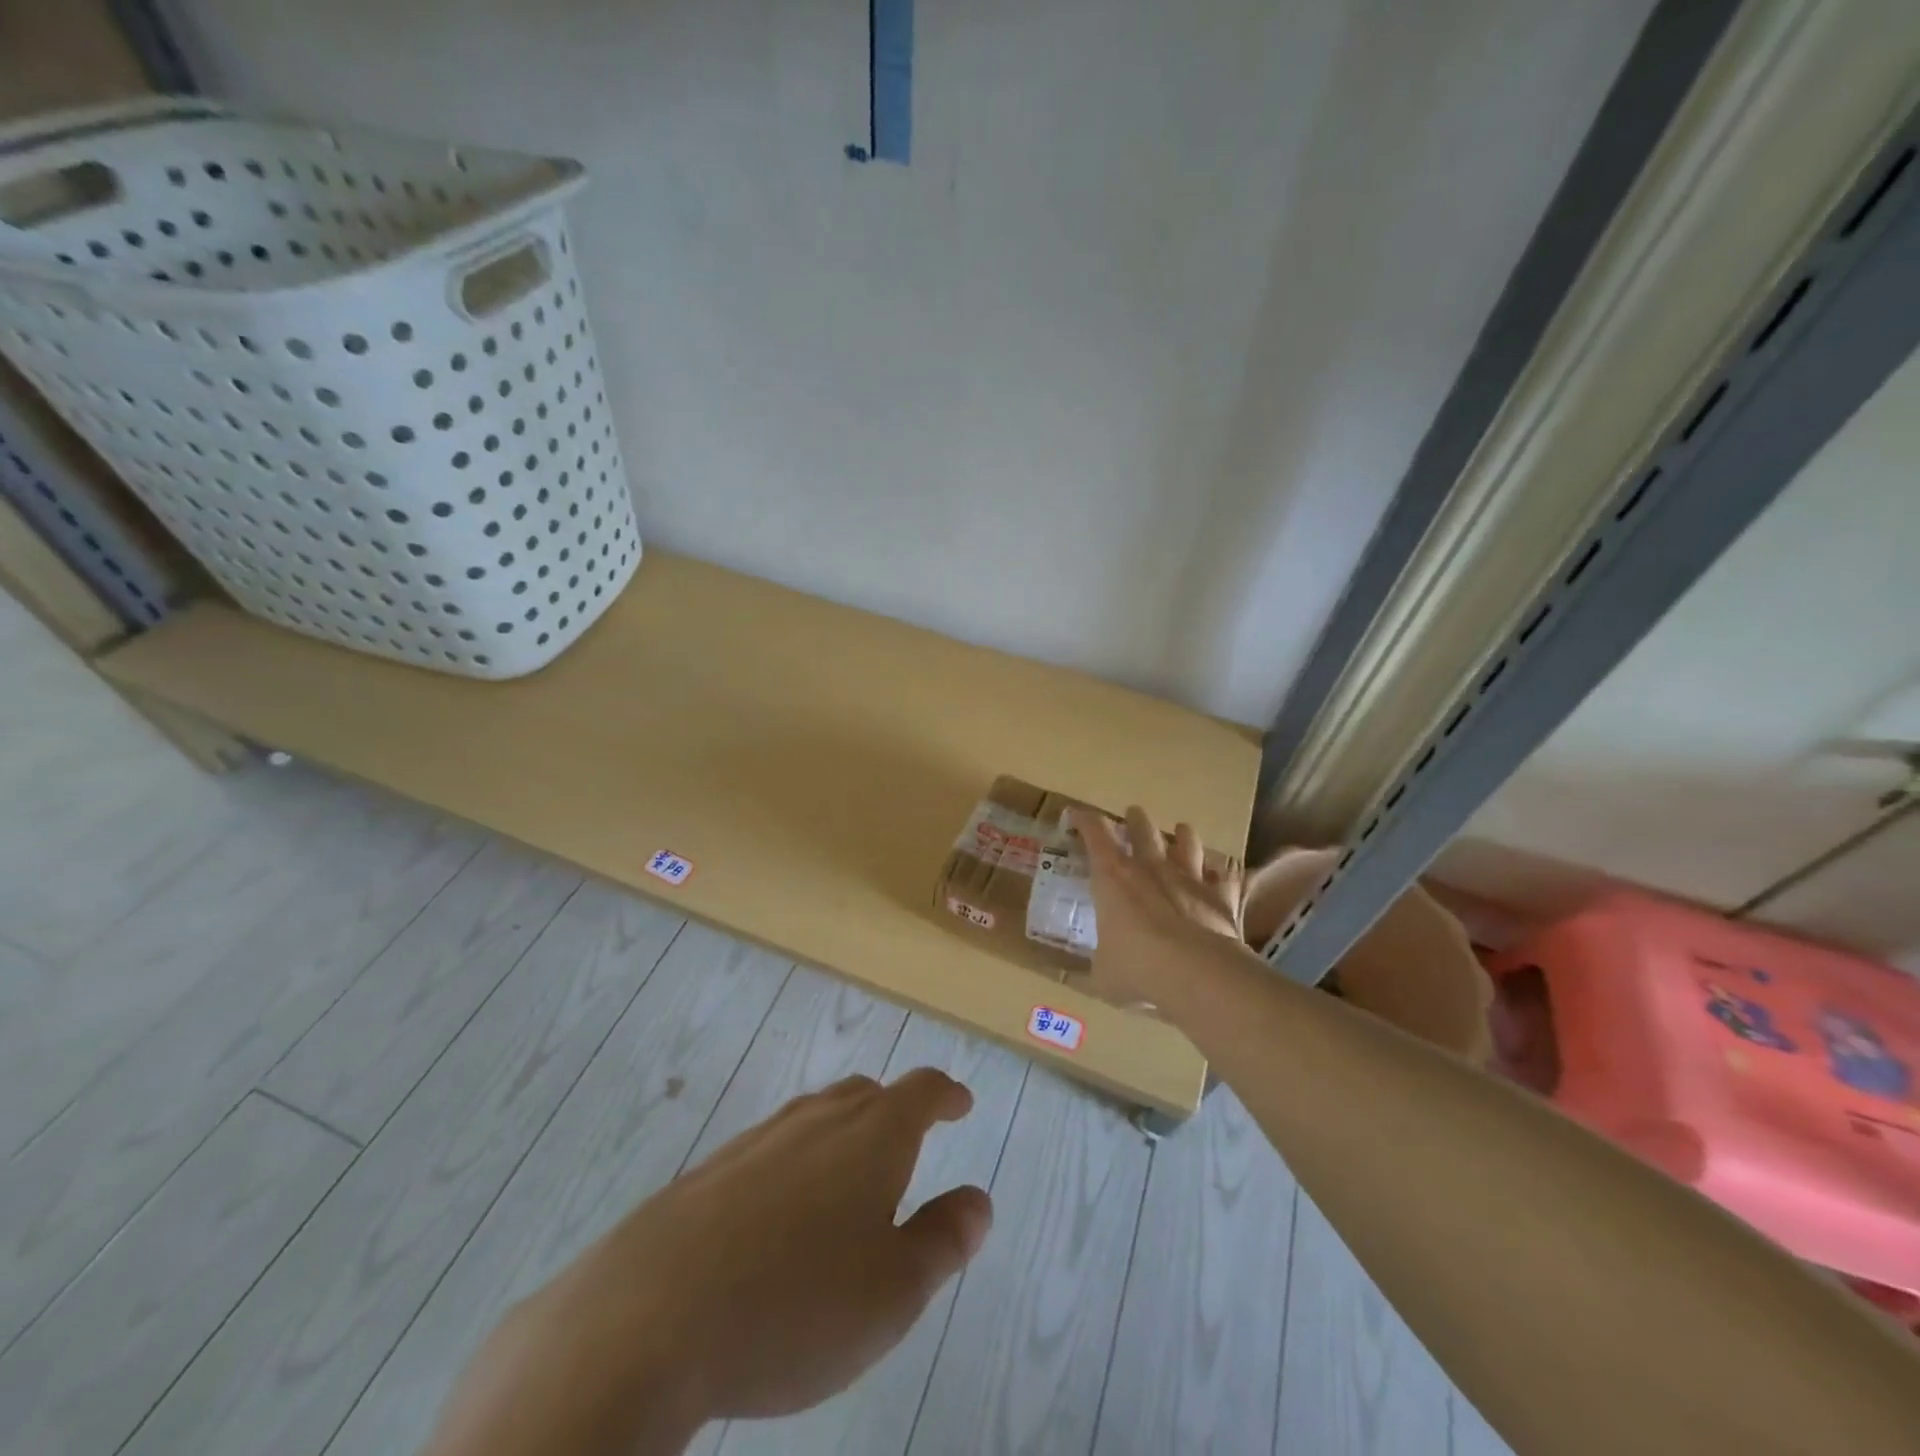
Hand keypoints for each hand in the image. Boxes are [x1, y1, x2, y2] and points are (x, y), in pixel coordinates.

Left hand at [427, 1070, 992, 1455]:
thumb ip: (943, 1240)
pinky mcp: (710, 1172)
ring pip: (814, 1117)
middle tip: (907, 1139)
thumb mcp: (894, 1291)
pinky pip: (770, 1149)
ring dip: (842, 1134)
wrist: (648, 1318)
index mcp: (871, 1135)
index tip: (960, 1103)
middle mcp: (817, 1120)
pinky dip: (794, 1163)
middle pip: (865, 1095)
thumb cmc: (795, 1305)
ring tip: (848, 1175)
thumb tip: (978, 1201)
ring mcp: (758, 1140)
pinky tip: (779, 1212)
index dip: (945, 1094)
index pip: (921, 1091)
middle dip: (894, 1110)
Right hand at [1068, 805, 1246, 1009]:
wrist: (1198, 976)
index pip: (1094, 834)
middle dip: (1136, 819)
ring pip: (1188, 844)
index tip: (1077, 815)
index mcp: (1112, 877)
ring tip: (1182, 832)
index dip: (1084, 820)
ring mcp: (1189, 879)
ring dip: (1183, 836)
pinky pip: (1225, 879)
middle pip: (1143, 829)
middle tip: (1133, 815)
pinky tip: (1221, 876)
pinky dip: (1222, 876)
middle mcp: (1150, 868)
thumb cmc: (1137, 969)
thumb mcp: (1102, 975)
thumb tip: (1079, 976)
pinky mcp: (1221, 898)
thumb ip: (1094, 967)